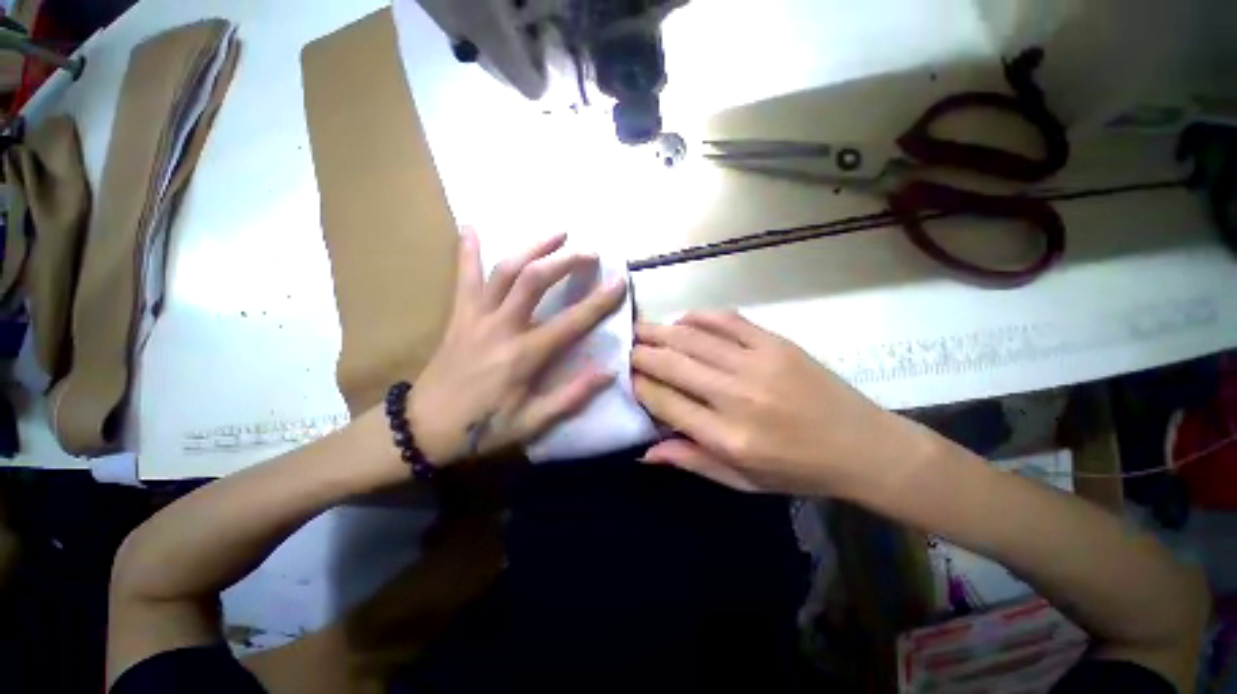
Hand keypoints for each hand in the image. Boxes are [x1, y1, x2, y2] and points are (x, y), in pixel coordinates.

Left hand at [409, 228, 626, 464]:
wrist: (424, 427)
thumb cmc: (483, 427)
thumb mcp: (533, 422)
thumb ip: (572, 396)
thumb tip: (608, 372)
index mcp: (524, 355)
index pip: (571, 322)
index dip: (599, 301)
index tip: (619, 281)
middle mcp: (502, 327)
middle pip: (535, 280)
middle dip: (566, 260)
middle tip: (590, 251)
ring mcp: (476, 316)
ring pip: (505, 270)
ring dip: (533, 247)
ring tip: (558, 233)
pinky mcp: (459, 315)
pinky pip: (464, 277)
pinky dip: (467, 251)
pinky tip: (472, 226)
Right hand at [632, 311, 922, 495]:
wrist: (862, 446)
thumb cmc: (797, 471)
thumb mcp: (741, 481)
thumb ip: (690, 461)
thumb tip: (644, 451)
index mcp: (727, 437)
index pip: (665, 401)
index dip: (639, 385)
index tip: (626, 377)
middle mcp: (736, 396)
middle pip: (672, 363)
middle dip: (640, 353)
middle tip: (624, 348)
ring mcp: (757, 364)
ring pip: (692, 338)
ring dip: (659, 330)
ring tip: (639, 329)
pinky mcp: (775, 343)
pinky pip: (726, 320)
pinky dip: (698, 316)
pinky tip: (682, 320)